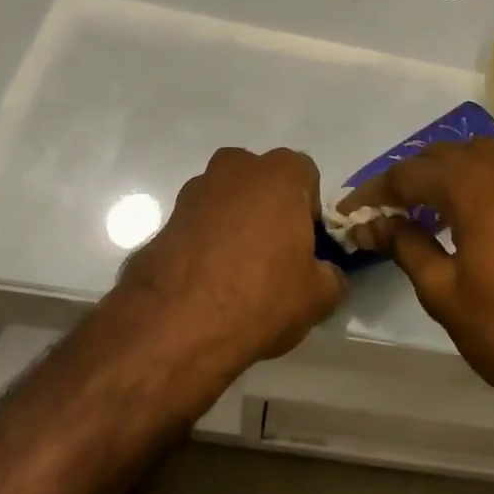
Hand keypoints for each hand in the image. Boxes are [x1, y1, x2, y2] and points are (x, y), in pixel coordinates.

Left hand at [116, 147, 345, 372]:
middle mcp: (236, 168)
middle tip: (273, 256)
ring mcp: (194, 191)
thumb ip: (330, 275)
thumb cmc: (262, 296)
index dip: (308, 211)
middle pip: (262, 182)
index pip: (306, 176)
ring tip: (235, 274)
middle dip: (269, 210)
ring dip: (233, 224)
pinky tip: (206, 284)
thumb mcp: (319, 296)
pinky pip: (197, 226)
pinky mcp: (164, 220)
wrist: (178, 325)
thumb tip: (324, 274)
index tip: (305, 246)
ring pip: (226, 201)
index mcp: (280, 173)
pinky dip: (204, 245)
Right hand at [342, 140, 493, 418]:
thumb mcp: (446, 293)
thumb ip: (407, 246)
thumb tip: (375, 223)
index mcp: (473, 183)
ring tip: (423, 209)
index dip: (375, 192)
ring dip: (445, 175)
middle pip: (443, 156)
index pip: (409, 173)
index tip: (350, 213)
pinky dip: (479, 182)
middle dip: (409, 178)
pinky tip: (470, 215)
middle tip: (383, 212)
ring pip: (478, 157)